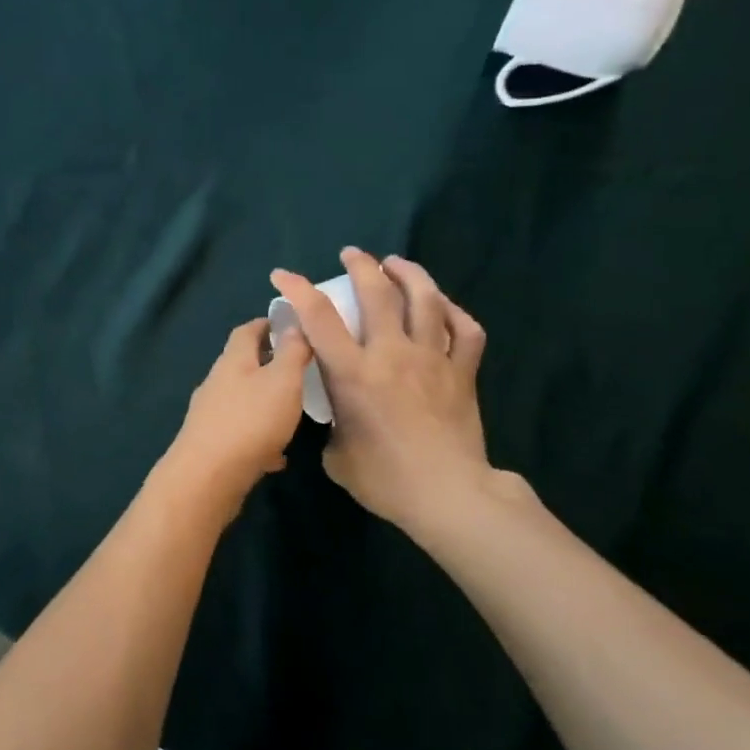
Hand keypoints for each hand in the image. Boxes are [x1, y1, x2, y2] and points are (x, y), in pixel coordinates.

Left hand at [165, 318, 312, 502]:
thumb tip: (294, 323)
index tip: (289, 325)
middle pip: (242, 365)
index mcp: (233, 361)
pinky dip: (259, 439)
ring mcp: (210, 415)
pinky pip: (241, 434)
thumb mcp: (283, 381)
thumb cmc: (250, 421)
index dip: (267, 324)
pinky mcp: (211, 445)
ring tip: (292, 411)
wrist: (207, 477)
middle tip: (298, 369)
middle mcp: (216, 383)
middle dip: (268, 364)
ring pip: (242, 401)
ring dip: (264, 403)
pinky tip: (277, 456)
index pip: (246, 331)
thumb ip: (292, 352)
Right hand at [269, 248, 508, 542]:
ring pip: (425, 300)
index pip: (319, 317)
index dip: (298, 289)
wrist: (448, 495)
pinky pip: (465, 330)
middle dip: (361, 266)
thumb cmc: (384, 479)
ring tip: (397, 263)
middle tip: (352, 255)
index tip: (284, 275)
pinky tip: (444, 307)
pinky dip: (454, 312)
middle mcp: (391, 354)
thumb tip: (340, 415)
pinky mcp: (462, 372)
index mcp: (353, 373)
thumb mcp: (337, 455)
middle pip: (378, 293)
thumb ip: (334, 424)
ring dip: (409, 274)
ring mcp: (432, 359)